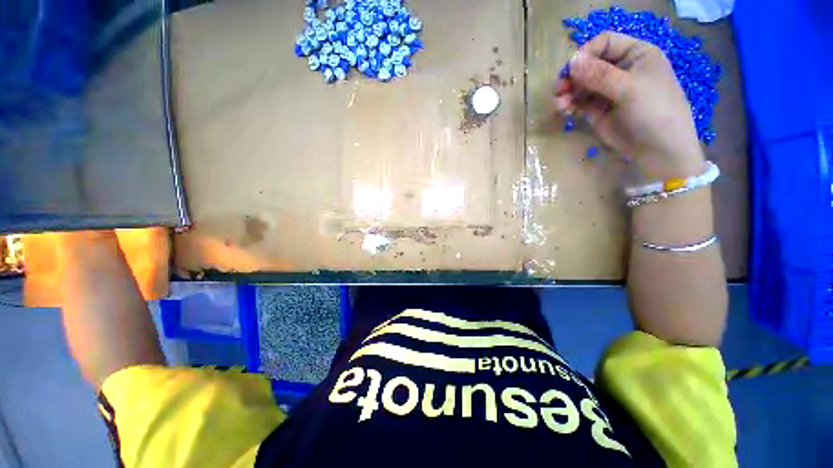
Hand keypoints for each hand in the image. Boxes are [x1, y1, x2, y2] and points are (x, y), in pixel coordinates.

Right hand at [555, 32, 704, 180]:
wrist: (658, 151)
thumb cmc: (654, 112)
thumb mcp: (629, 89)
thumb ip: (600, 75)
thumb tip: (572, 62)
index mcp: (636, 55)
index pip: (605, 43)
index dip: (587, 53)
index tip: (572, 70)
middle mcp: (620, 70)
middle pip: (589, 64)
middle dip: (572, 76)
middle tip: (559, 90)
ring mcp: (608, 91)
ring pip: (580, 85)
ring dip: (567, 92)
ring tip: (559, 105)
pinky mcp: (597, 111)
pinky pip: (578, 102)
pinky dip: (569, 105)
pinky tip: (563, 111)